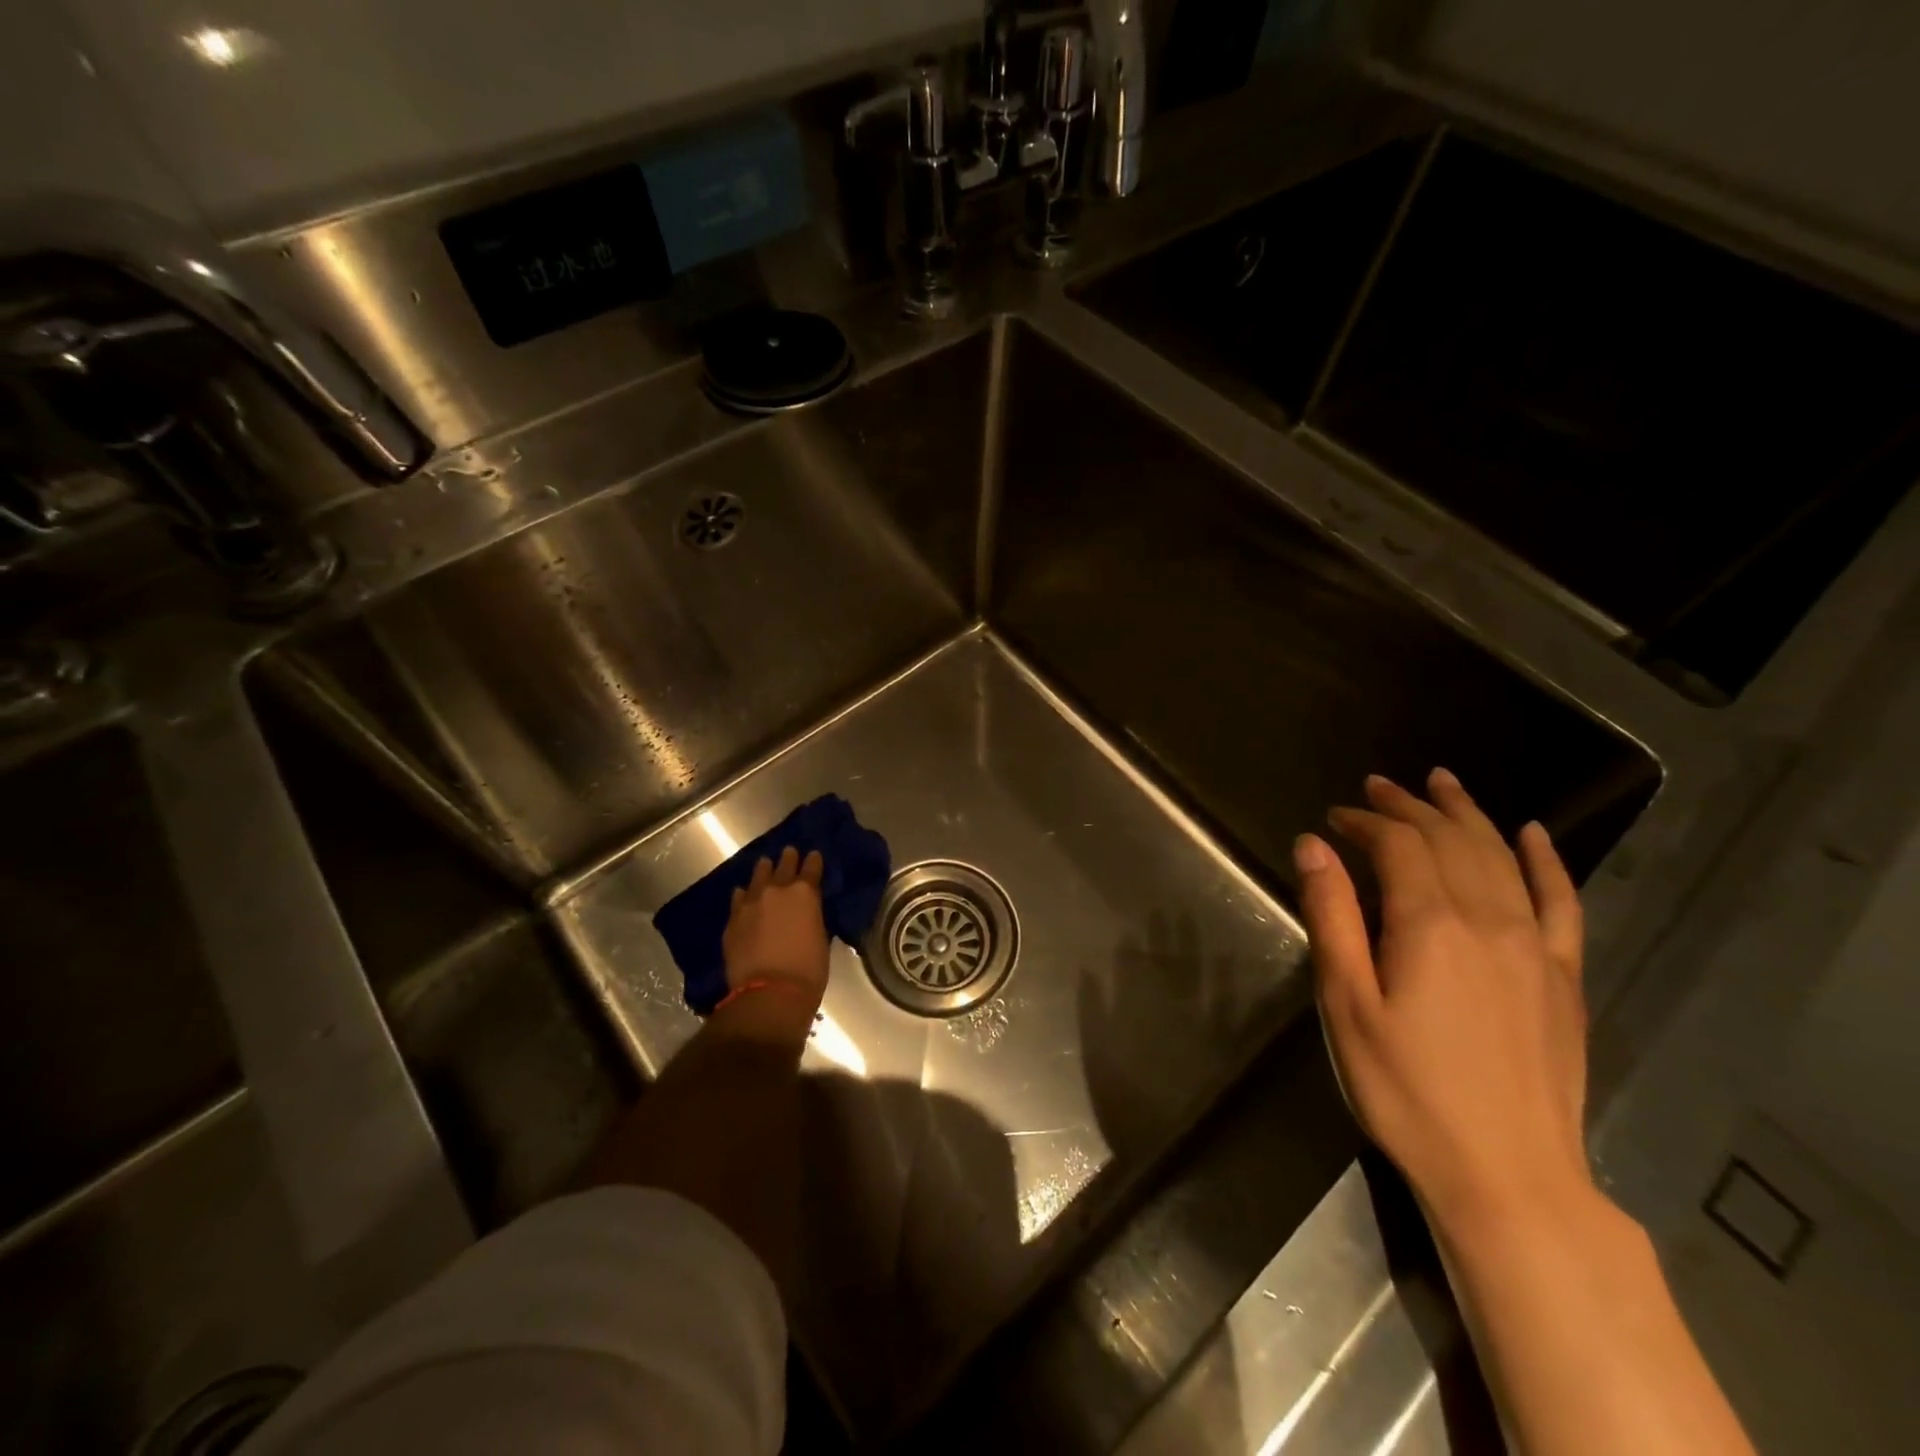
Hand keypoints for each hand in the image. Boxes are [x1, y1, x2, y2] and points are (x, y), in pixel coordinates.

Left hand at [722, 846, 828, 1010]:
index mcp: (805, 893)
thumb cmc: (808, 970)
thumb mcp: (820, 938)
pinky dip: (744, 895)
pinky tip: (744, 894)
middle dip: (788, 859)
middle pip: (783, 865)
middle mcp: (777, 890)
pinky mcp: (733, 919)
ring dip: (764, 870)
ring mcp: (751, 903)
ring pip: (758, 876)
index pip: (812, 868)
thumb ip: (812, 918)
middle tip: (789, 852)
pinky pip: (739, 898)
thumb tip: (806, 914)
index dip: (814, 861)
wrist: (770, 993)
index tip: (814, 856)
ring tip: (765, 865)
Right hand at [1295, 769, 1589, 1232]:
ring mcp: (1535, 947)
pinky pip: (1561, 902)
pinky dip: (1545, 860)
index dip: (1365, 822)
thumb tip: (1313, 845)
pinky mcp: (1562, 977)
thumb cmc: (1405, 1088)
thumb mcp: (1346, 1003)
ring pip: (1501, 857)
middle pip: (1450, 840)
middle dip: (1410, 806)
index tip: (1334, 818)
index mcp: (1430, 925)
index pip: (1399, 845)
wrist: (1508, 1175)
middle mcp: (1489, 920)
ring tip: (1442, 783)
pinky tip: (1532, 834)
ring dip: (1467, 814)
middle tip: (1378, 786)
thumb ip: (1331, 916)